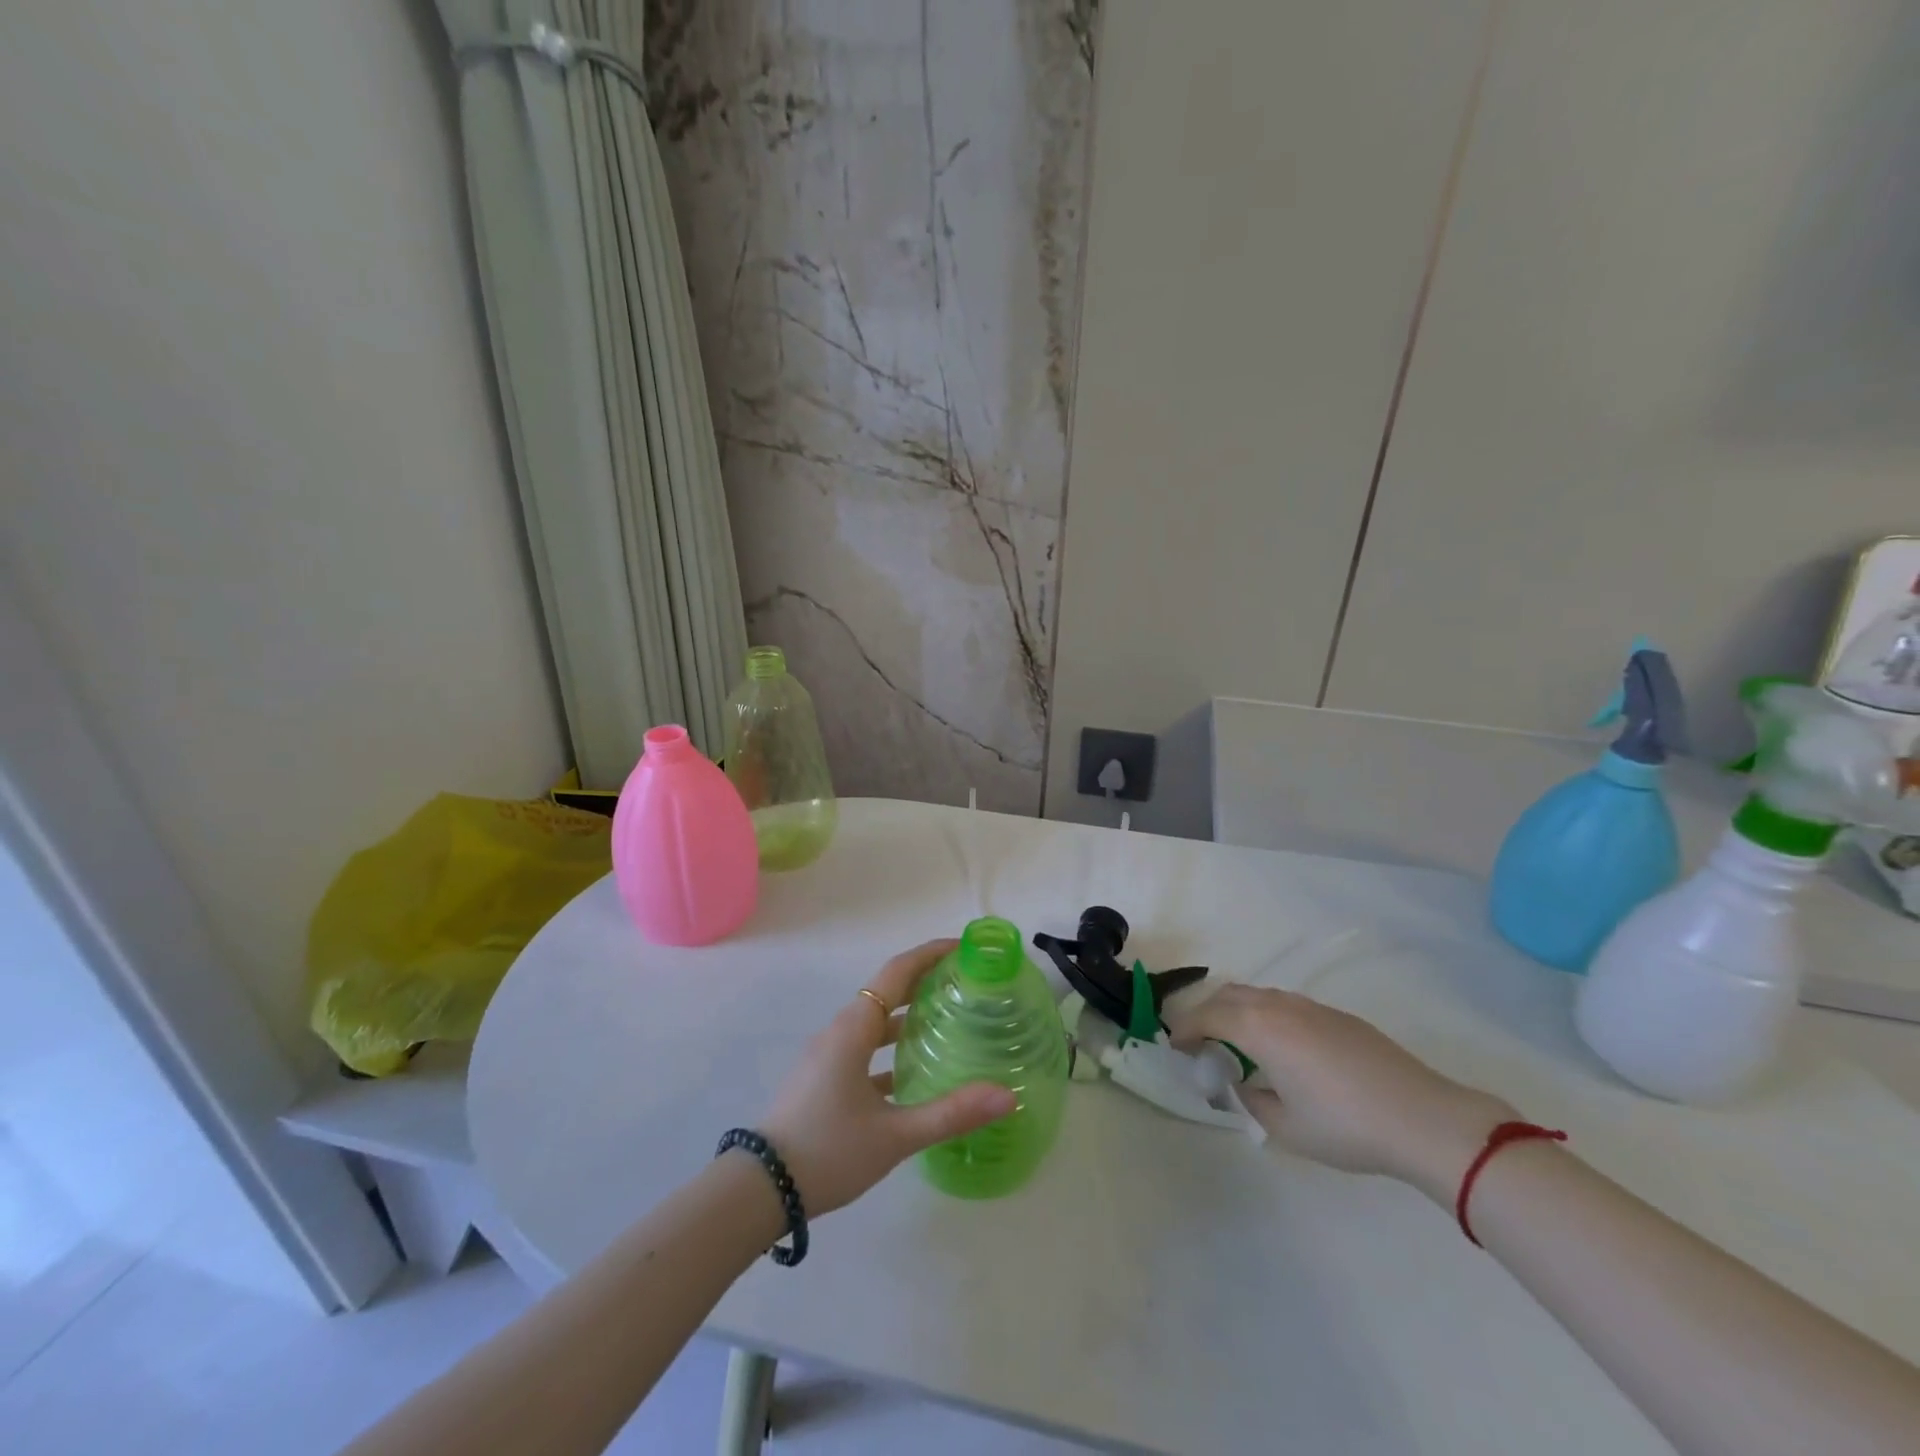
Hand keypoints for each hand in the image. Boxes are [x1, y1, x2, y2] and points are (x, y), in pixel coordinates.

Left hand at [759, 940, 1017, 1216]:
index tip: (964, 948)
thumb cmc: (828, 1151)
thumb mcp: (894, 1135)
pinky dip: (891, 1049)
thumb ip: (951, 1113)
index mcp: (854, 1029)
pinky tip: (916, 1073)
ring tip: (949, 1022)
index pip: (897, 972)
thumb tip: (1007, 1096)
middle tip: (967, 984)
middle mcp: (841, 1031)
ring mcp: (828, 1056)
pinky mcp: (824, 1079)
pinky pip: (865, 1049)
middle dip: (925, 981)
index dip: (930, 954)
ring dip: (908, 1016)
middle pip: (887, 992)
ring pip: (875, 1022)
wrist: (759, 1191)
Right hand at [1167, 985, 1512, 1197]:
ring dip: (1237, 1011)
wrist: (1423, 1118)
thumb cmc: (1345, 1126)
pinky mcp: (1337, 1016)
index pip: (1206, 1016)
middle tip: (1200, 1041)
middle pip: (1228, 995)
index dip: (1185, 1030)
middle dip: (1206, 1013)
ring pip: (1258, 995)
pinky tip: (1281, 1048)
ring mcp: (1311, 1007)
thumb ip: (1251, 1099)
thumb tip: (1242, 1082)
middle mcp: (1279, 1006)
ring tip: (1236, 1043)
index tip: (1176, 1047)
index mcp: (1259, 1028)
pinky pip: (1286, 1004)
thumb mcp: (1285, 1127)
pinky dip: (1266, 1016)